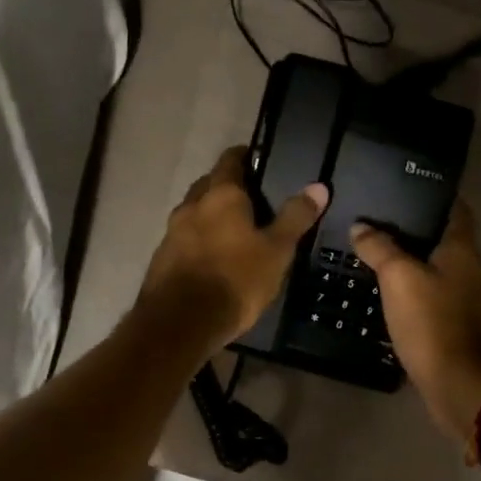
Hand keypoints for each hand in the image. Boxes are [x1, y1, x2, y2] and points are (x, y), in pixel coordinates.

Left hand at [139, 145, 329, 349]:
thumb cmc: (235, 280)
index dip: (246, 157)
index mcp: (221, 195)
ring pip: (195, 212)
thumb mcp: (276, 251)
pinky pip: (184, 239)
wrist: (181, 323)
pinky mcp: (162, 258)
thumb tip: (318, 187)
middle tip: (253, 201)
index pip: (231, 159)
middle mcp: (191, 205)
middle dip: (228, 187)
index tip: (261, 162)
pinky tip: (213, 259)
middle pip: (209, 184)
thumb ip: (295, 217)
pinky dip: (199, 240)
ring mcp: (171, 232)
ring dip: (211, 216)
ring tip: (235, 231)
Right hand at [351, 200, 480, 440]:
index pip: (456, 208)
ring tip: (374, 254)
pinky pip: (431, 297)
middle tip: (376, 221)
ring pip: (435, 269)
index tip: (404, 186)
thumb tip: (361, 227)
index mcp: (462, 250)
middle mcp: (470, 269)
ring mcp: (466, 300)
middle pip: (443, 238)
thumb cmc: (432, 322)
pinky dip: (412, 290)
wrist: (459, 384)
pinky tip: (386, 293)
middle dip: (414, 229)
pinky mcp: (455, 326)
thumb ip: (380, 248)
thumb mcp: (399, 278)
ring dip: (411, 262)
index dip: (434, 194)